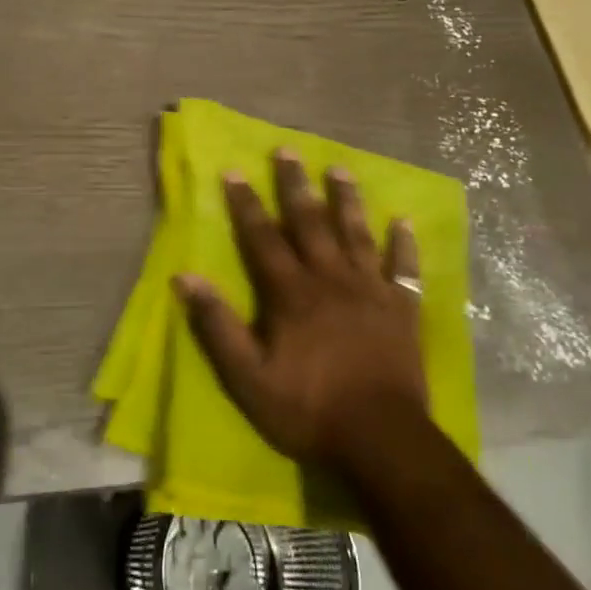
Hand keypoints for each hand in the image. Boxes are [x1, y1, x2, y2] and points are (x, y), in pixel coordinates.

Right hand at [174, 151, 427, 471]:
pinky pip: (405, 269)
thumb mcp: (248, 377)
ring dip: (347, 200)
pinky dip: (403, 245)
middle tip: (288, 151)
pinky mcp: (403, 309)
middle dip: (295, 186)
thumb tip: (185, 278)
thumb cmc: (308, 409)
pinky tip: (403, 222)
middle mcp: (331, 279)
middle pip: (310, 223)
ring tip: (340, 169)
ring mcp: (371, 291)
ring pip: (356, 234)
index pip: (263, 238)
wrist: (381, 439)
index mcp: (292, 293)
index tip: (235, 171)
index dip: (247, 204)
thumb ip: (218, 326)